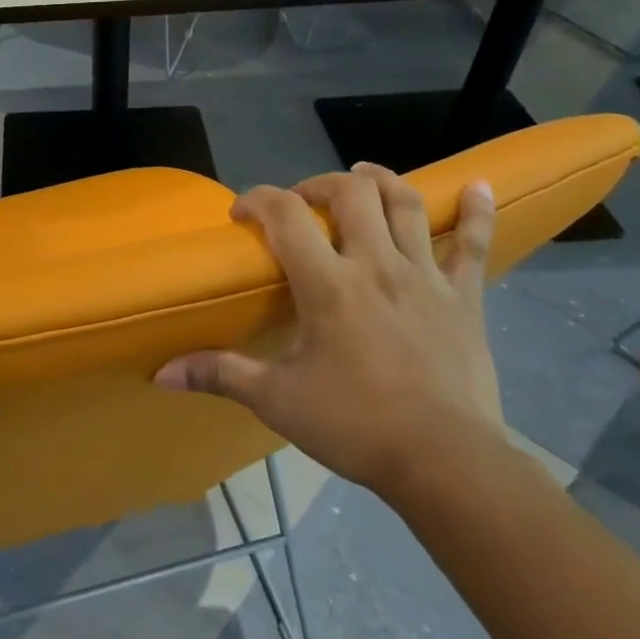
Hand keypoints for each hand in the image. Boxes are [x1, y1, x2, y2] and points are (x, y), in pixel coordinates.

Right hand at [155, 164, 503, 496]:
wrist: (448, 463)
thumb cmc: (356, 426)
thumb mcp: (276, 400)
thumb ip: (219, 374)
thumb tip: (160, 373)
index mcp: (327, 285)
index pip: (285, 215)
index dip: (257, 199)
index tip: (241, 212)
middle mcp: (376, 265)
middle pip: (351, 192)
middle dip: (319, 184)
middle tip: (302, 201)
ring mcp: (425, 276)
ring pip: (406, 204)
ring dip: (381, 180)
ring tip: (362, 175)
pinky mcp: (465, 297)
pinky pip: (473, 244)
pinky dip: (476, 211)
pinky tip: (479, 185)